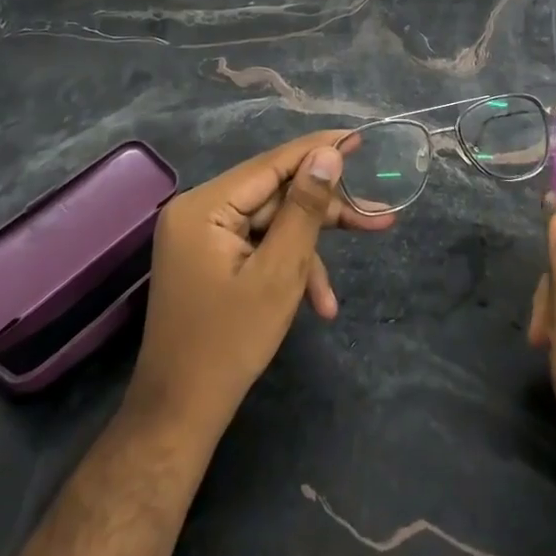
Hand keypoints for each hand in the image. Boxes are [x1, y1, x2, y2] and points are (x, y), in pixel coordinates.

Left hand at [128, 130, 393, 434]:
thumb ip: (305, 208)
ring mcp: (202, 235)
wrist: (178, 417)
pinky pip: (258, 246)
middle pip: (275, 195)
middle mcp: (199, 210)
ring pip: (272, 223)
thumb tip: (328, 154)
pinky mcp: (210, 258)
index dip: (319, 150)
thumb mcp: (279, 273)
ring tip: (336, 291)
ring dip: (308, 252)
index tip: (359, 138)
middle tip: (376, 216)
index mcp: (205, 205)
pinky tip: (317, 304)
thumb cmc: (229, 343)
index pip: (272, 163)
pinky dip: (287, 268)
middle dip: (324, 214)